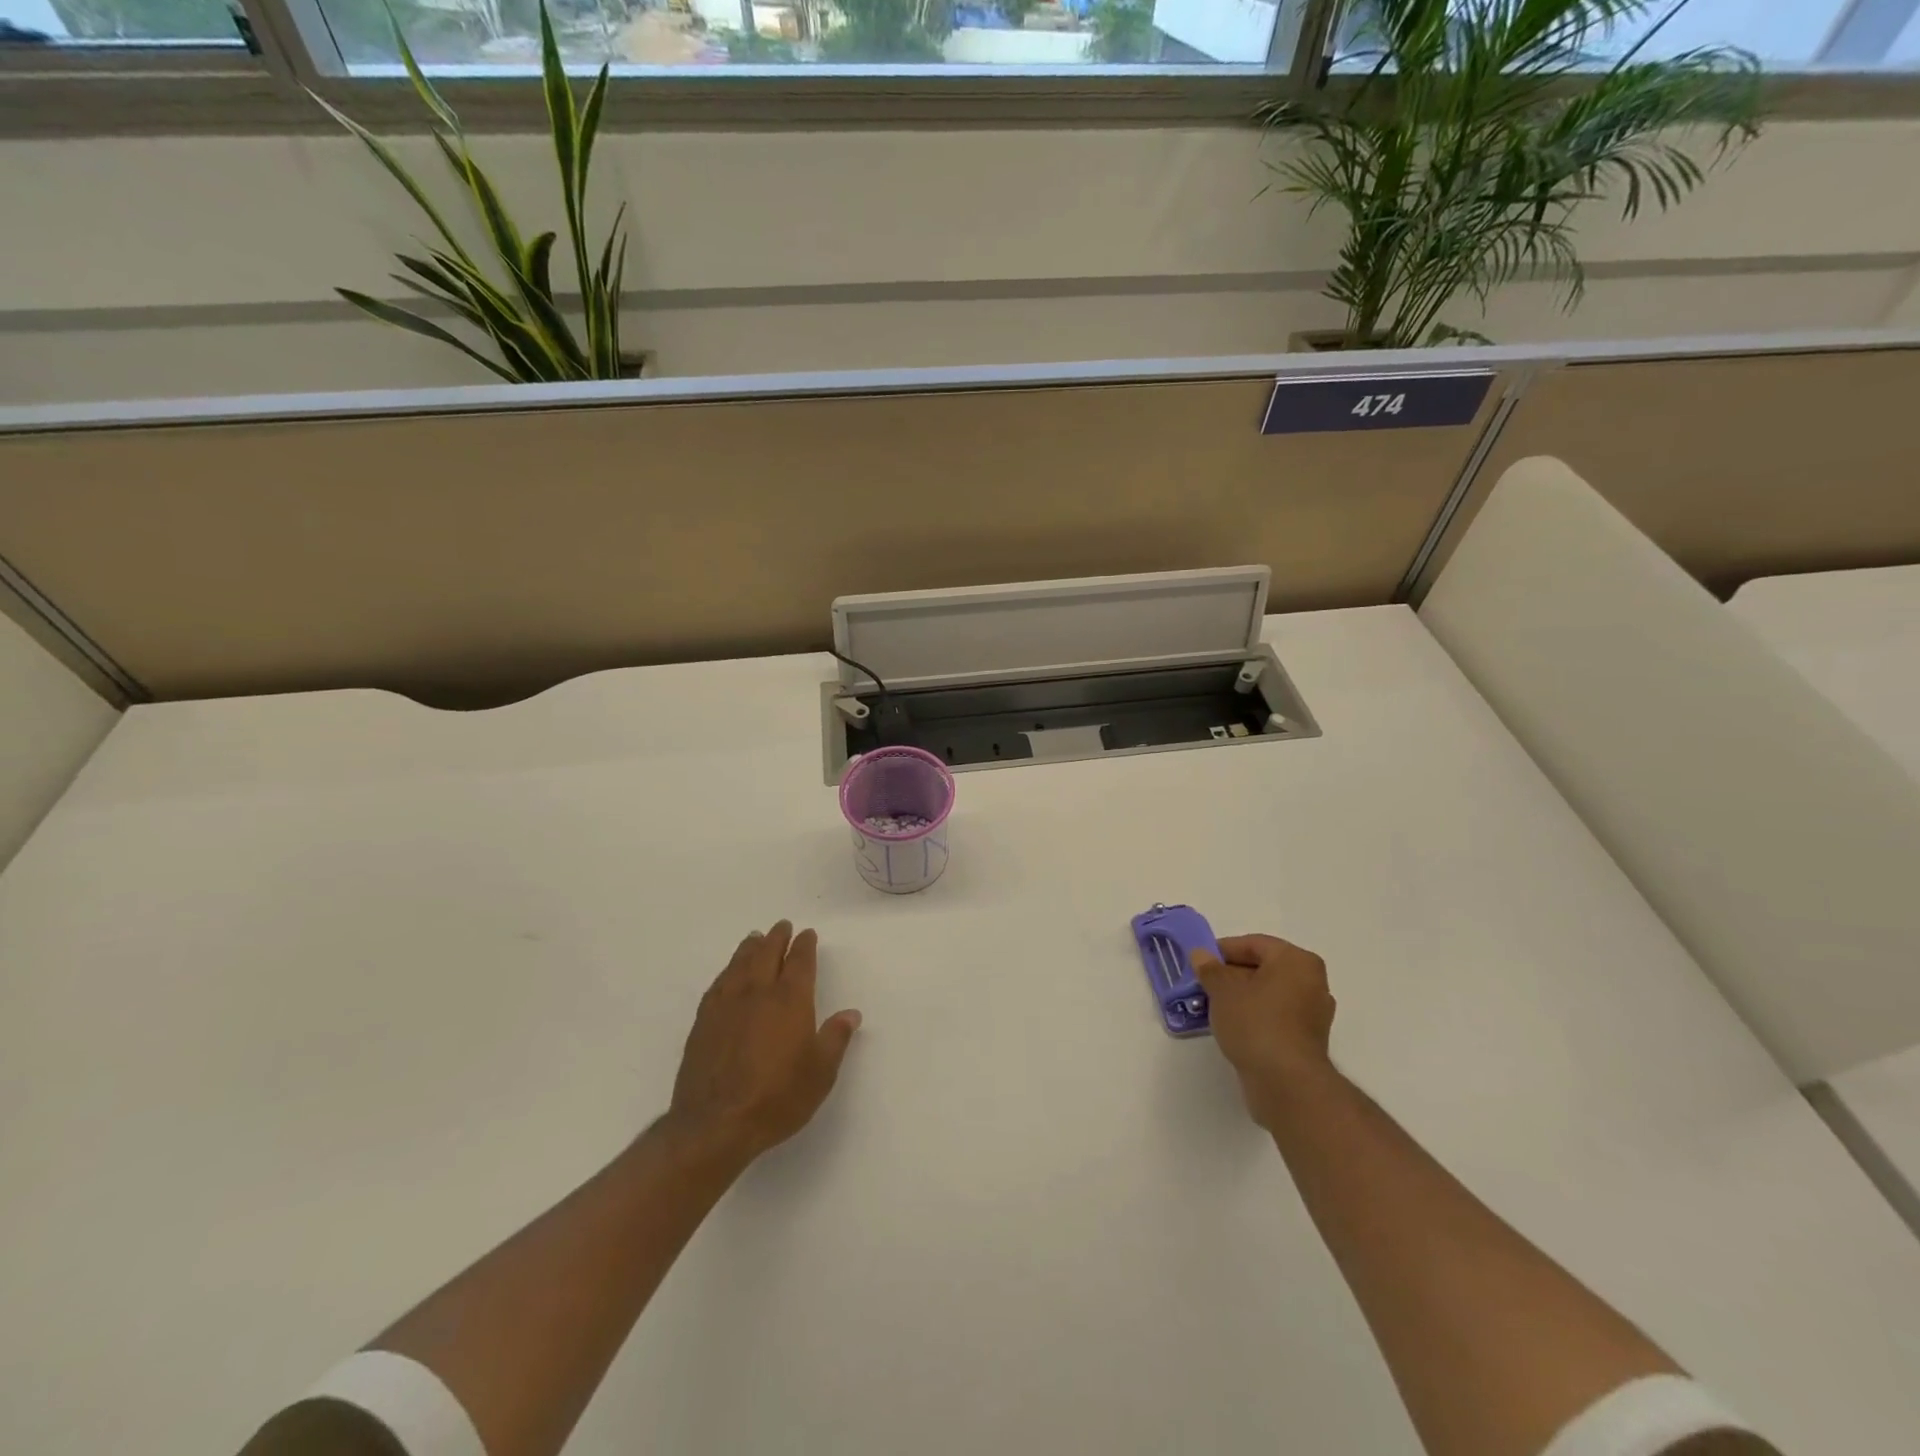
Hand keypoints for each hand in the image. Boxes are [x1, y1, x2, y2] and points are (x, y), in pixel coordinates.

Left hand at [665, 921, 862, 1166]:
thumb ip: (836, 1038)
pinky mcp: (704, 1022)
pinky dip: (727, 972)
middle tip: (782, 926)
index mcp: (790, 1000)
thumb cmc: (777, 1098)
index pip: (799, 962)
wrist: (715, 1124)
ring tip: (755, 939)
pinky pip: (718, 984)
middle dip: (777, 938)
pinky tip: (728, 974)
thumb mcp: (820, 1073)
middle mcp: (758, 993)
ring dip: (750, 948)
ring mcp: (727, 1005)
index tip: (807, 934)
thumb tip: (851, 1014)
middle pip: (767, 954)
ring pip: (739, 965)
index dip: (804, 946)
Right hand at [1191, 934, 1335, 1130]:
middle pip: (1263, 968)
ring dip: (1242, 997)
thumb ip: (1210, 969)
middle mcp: (1312, 982)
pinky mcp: (1307, 1040)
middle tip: (1203, 984)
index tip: (1200, 962)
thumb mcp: (1222, 990)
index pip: (1254, 944)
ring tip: (1212, 1006)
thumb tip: (1200, 954)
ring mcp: (1313, 1014)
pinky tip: (1231, 1027)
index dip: (1223, 950)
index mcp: (1297, 961)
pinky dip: (1255, 1017)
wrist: (1286, 1083)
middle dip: (1231, 975)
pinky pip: (1276, 1017)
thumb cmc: (1256, 1023)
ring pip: (1269, 994)